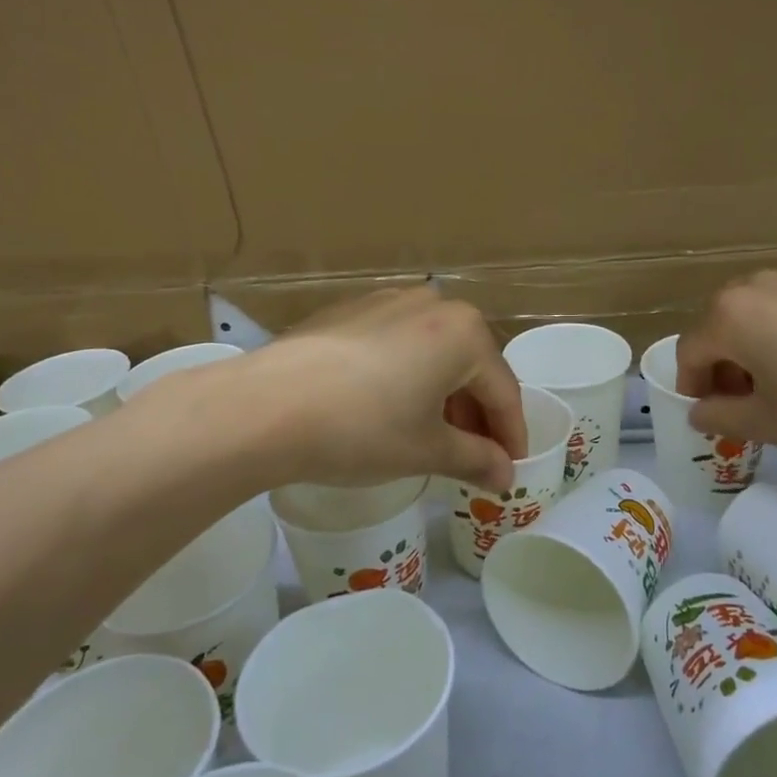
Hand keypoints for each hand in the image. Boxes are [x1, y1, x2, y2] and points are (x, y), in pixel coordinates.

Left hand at [237, 286, 526, 491]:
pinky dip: (408, 375)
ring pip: (434, 351)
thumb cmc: (362, 428)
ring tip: (432, 435)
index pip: (503, 390)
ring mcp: (388, 300)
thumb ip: (475, 460)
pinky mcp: (351, 310)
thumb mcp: (426, 450)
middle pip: (470, 364)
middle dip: (476, 413)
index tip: (510, 468)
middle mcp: (433, 303)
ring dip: (443, 393)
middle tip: (474, 456)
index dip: (510, 434)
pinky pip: (399, 343)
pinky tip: (390, 406)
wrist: (266, 405)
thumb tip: (505, 476)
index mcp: (464, 332)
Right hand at [675, 269, 776, 455]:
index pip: (690, 352)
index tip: (710, 414)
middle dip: (723, 365)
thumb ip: (720, 417)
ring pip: (755, 312)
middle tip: (746, 401)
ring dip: (753, 346)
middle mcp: (754, 284)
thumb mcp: (771, 423)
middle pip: (719, 326)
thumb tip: (700, 411)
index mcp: (729, 315)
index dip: (692, 387)